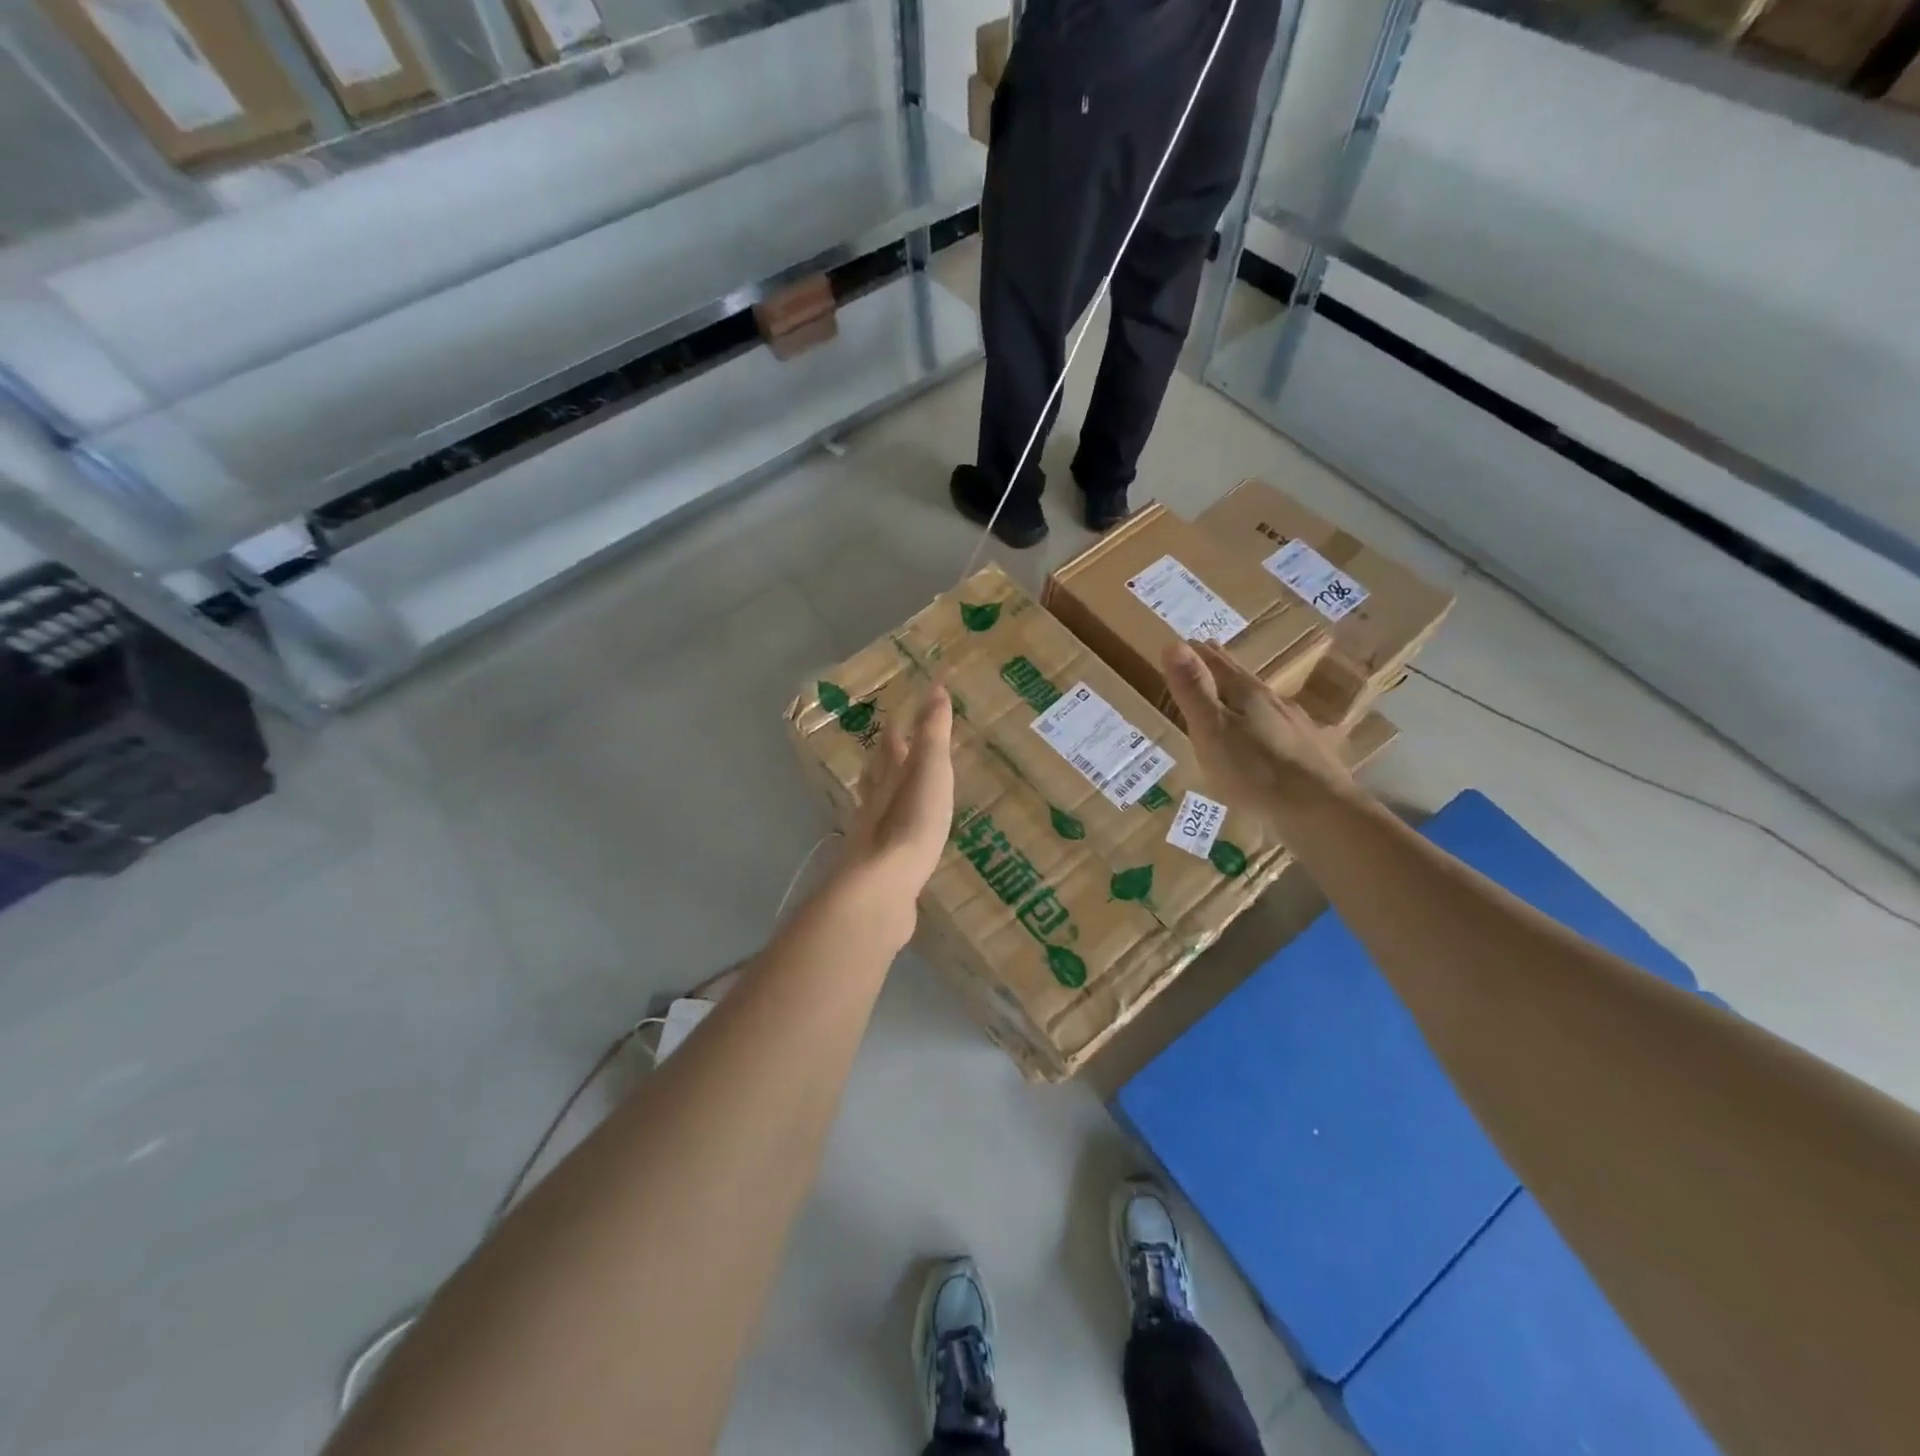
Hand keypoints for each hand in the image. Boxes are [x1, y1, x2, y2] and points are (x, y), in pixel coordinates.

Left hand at [845, 685, 954, 902]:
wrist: (882, 887)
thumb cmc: (911, 822)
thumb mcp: (930, 770)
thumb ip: (933, 733)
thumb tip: (935, 688)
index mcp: (889, 774)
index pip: (893, 740)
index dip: (902, 722)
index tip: (907, 708)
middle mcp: (876, 799)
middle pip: (878, 771)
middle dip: (887, 754)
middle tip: (896, 742)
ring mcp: (874, 834)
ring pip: (878, 802)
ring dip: (885, 789)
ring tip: (895, 785)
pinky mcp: (881, 865)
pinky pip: (888, 836)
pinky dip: (894, 827)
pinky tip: (901, 837)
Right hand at [1163, 641, 1352, 814]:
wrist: (1320, 812)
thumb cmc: (1255, 772)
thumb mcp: (1212, 730)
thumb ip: (1193, 690)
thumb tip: (1173, 642)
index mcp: (1247, 695)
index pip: (1219, 665)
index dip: (1200, 654)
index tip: (1188, 641)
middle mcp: (1274, 704)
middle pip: (1243, 680)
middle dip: (1223, 668)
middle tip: (1210, 654)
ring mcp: (1296, 728)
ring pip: (1263, 704)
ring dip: (1244, 696)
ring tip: (1232, 695)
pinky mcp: (1309, 755)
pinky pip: (1278, 730)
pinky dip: (1263, 725)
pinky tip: (1265, 738)